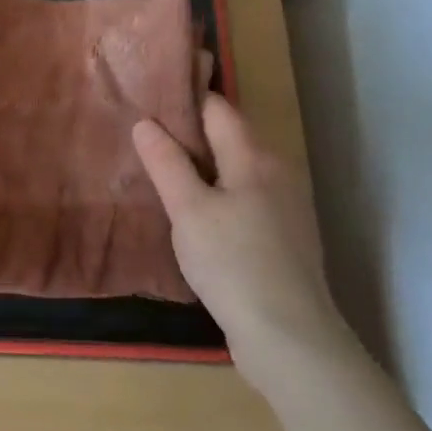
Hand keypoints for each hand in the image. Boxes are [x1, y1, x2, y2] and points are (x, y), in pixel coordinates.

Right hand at [132, 92, 345, 376]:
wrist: (287, 334)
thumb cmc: (231, 261)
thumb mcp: (188, 209)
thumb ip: (166, 163)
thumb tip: (146, 122)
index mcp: (255, 157)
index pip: (218, 109)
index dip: (185, 99)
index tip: (148, 96)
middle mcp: (277, 172)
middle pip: (229, 138)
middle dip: (189, 134)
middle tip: (144, 137)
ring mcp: (284, 206)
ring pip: (236, 170)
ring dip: (202, 167)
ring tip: (160, 172)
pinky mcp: (283, 237)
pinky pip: (243, 198)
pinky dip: (217, 194)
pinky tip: (193, 215)